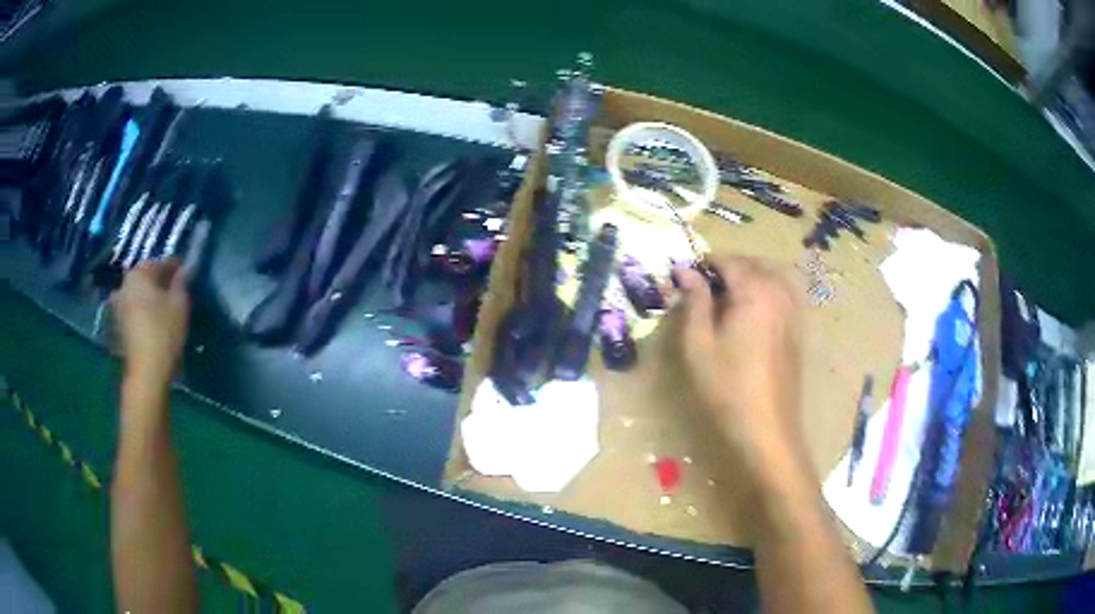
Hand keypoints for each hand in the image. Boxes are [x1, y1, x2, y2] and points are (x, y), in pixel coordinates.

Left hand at [112, 260, 190, 387]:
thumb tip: (182, 271)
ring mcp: (118, 307)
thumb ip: (181, 282)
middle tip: (175, 293)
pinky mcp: (118, 327)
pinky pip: (133, 312)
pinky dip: (143, 313)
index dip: (175, 268)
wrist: (146, 372)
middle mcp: (124, 284)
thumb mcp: (180, 303)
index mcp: (138, 273)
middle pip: (146, 278)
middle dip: (159, 283)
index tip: (186, 275)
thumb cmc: (164, 332)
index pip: (160, 262)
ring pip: (138, 295)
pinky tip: (154, 323)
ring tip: (164, 309)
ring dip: (150, 299)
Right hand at [675, 257, 806, 472]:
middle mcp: (780, 293)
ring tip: (730, 293)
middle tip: (705, 285)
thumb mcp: (699, 344)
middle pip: (755, 263)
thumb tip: (685, 271)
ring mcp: (795, 310)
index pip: (730, 262)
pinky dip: (771, 286)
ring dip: (752, 273)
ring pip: (775, 273)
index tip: (686, 275)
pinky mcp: (800, 328)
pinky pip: (788, 291)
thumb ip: (694, 301)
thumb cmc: (727, 388)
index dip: (706, 263)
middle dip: (730, 266)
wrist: (767, 427)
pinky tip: (755, 307)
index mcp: (755, 293)